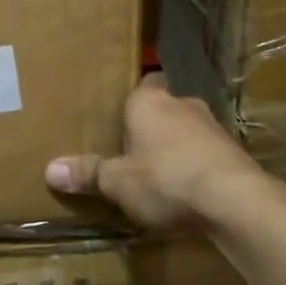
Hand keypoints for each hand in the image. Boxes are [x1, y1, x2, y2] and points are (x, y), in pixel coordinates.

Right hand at [46, 74, 285, 229]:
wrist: (236, 201)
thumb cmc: (166, 179)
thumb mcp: (117, 181)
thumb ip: (87, 173)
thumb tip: (50, 169)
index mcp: (150, 102)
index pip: (143, 83)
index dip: (133, 98)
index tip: (121, 114)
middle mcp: (183, 105)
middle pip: (165, 108)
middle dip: (153, 126)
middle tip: (133, 148)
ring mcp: (214, 128)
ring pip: (188, 131)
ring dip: (177, 147)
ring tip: (159, 173)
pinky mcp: (236, 154)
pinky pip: (207, 155)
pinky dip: (198, 167)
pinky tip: (189, 190)